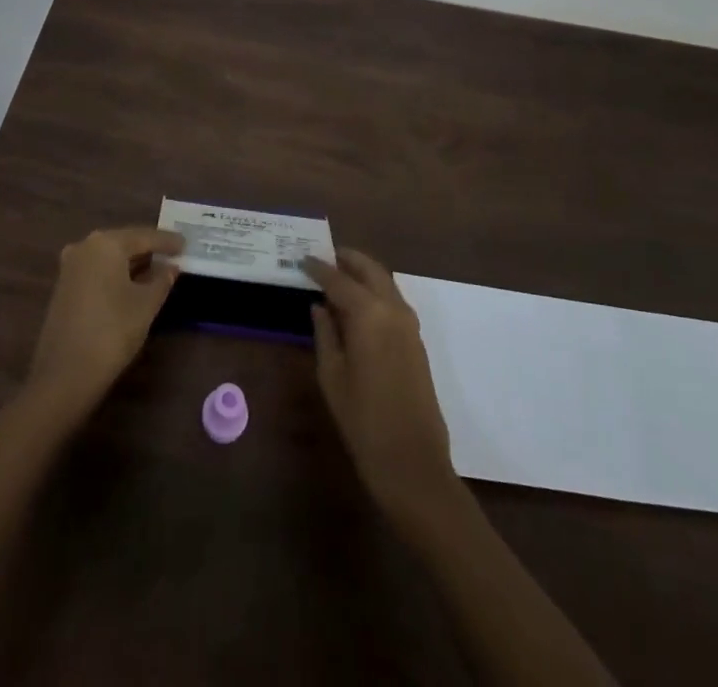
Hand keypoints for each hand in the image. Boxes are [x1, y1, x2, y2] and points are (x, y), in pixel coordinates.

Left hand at [26, 226, 183, 418]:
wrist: (65, 374)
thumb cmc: (112, 331)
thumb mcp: (146, 305)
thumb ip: (162, 280)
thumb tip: (171, 266)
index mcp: (106, 243)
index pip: (144, 236)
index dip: (167, 241)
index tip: (186, 243)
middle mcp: (85, 246)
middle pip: (124, 242)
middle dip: (148, 248)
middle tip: (173, 253)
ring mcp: (70, 266)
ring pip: (109, 257)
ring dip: (132, 262)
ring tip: (156, 267)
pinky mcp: (64, 286)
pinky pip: (97, 270)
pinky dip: (116, 273)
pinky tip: (131, 283)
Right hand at [304, 249, 461, 528]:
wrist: (412, 463)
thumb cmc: (363, 420)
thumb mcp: (332, 375)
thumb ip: (325, 333)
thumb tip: (320, 306)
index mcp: (369, 314)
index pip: (338, 279)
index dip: (318, 268)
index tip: (301, 259)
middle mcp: (393, 310)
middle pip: (370, 270)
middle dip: (347, 259)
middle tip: (324, 255)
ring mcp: (409, 325)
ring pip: (385, 282)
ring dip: (363, 273)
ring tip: (337, 275)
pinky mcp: (416, 341)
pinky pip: (393, 301)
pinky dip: (375, 291)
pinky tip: (356, 304)